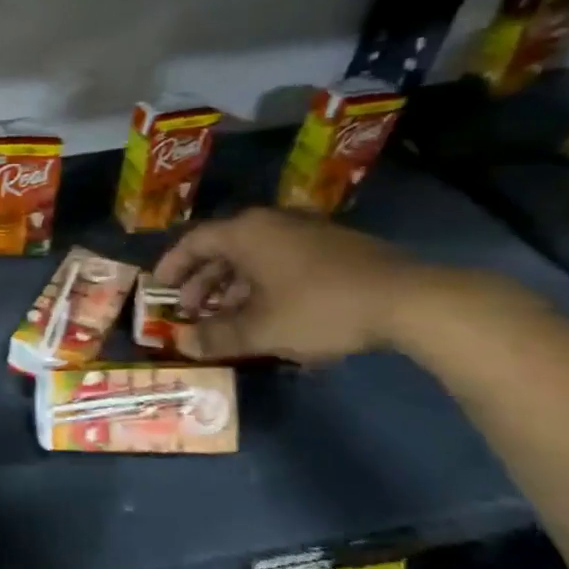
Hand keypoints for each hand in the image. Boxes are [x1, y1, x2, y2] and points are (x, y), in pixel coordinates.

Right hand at [153, 207, 429, 364]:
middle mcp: (271, 224)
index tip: (159, 288)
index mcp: (245, 234)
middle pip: (223, 249)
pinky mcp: (334, 248)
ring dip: (233, 286)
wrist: (410, 300)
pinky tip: (270, 313)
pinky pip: (281, 261)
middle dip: (203, 282)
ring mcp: (306, 233)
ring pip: (254, 257)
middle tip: (191, 311)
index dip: (172, 266)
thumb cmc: (319, 308)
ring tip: (227, 318)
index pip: (193, 242)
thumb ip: (217, 337)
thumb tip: (183, 344)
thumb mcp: (261, 330)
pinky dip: (263, 284)